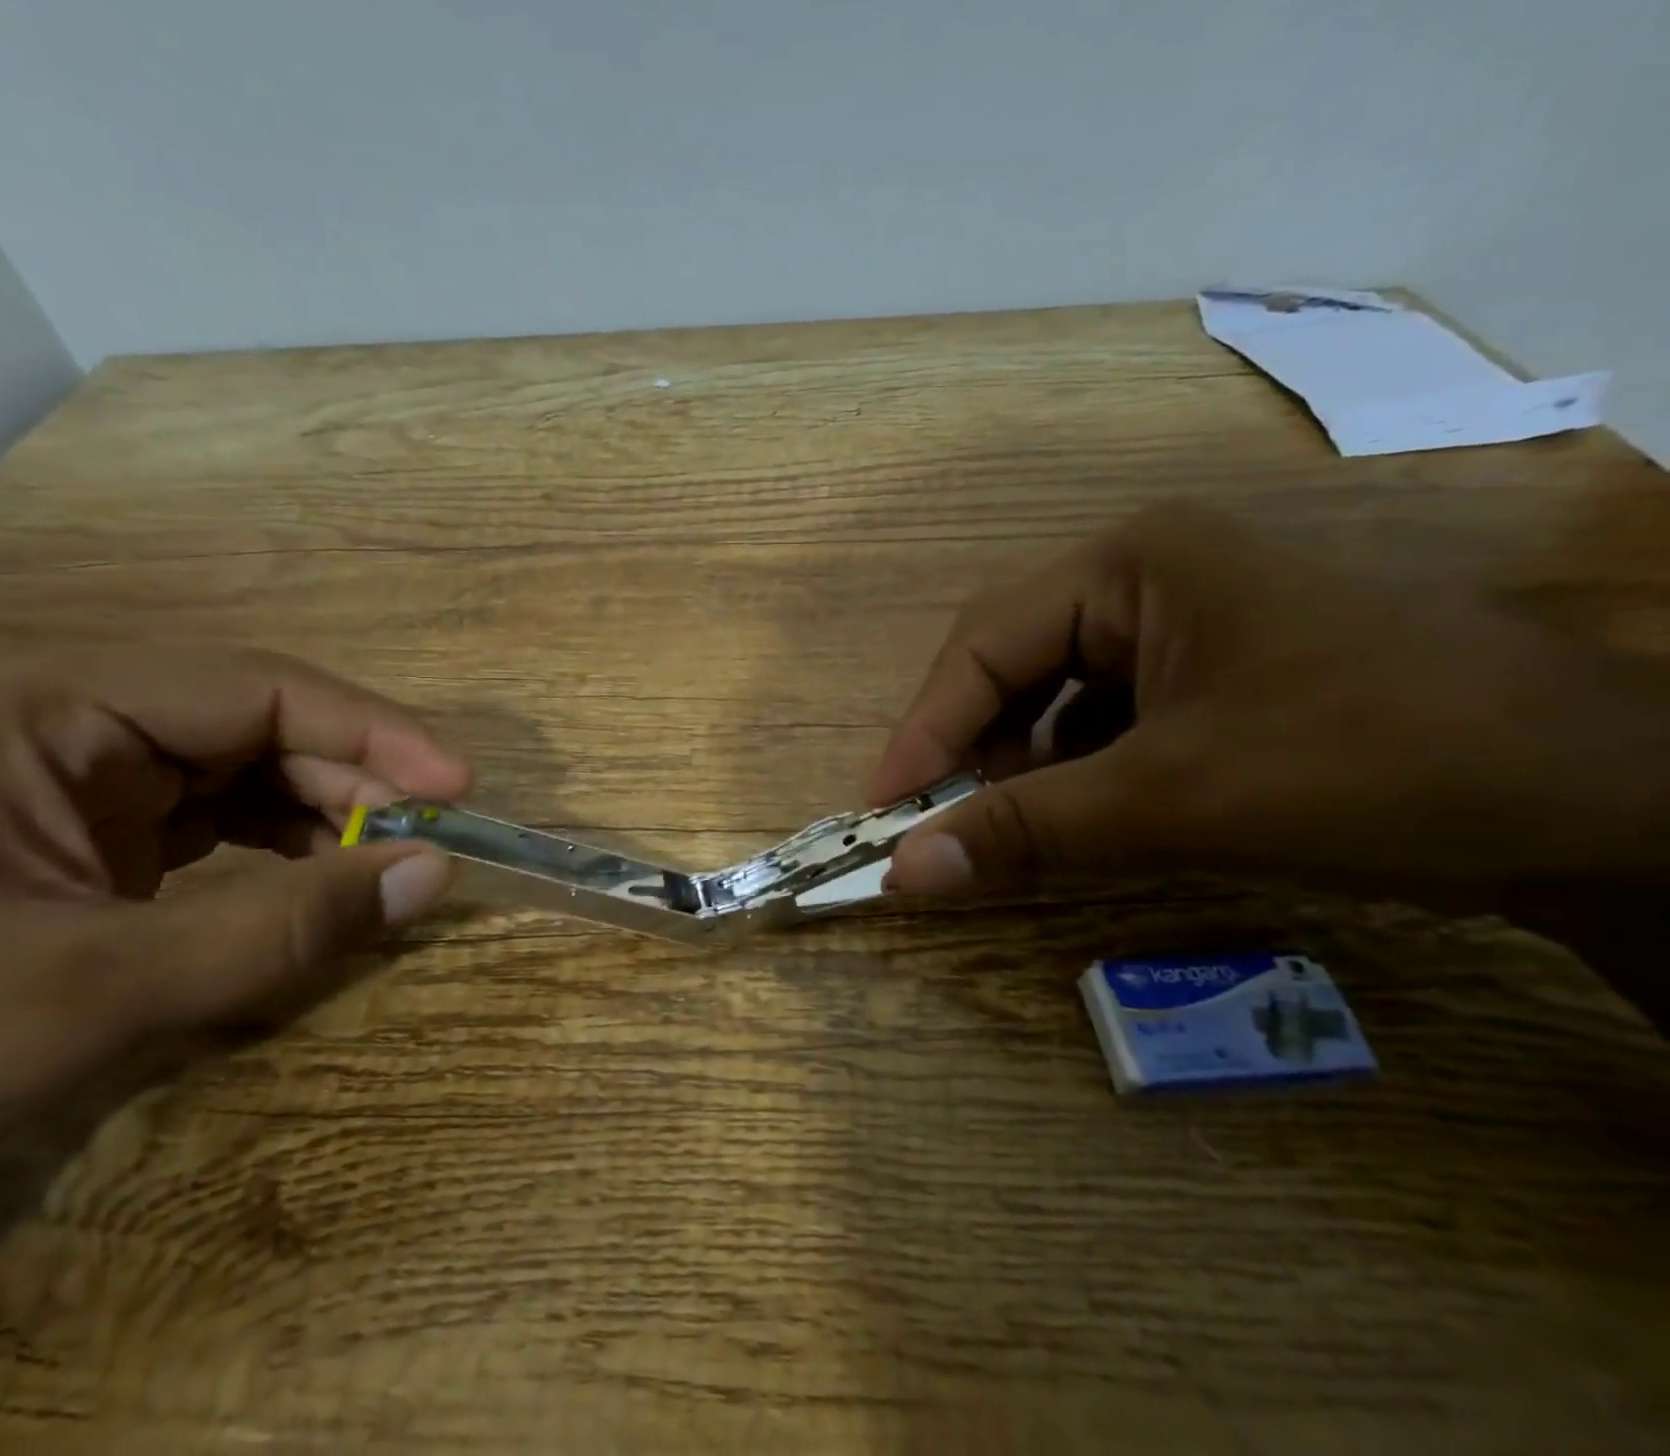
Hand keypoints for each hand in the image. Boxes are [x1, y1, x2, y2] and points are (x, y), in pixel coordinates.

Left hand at [0, 649, 468, 1238]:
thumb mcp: (100, 992)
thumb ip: (286, 928)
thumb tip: (436, 876)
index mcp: (45, 710)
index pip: (255, 689)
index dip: (372, 732)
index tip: (456, 787)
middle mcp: (66, 721)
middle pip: (259, 725)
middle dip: (353, 779)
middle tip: (430, 839)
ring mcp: (76, 776)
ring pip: (247, 769)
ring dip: (326, 812)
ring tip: (387, 862)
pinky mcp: (88, 831)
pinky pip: (219, 816)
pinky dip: (283, 845)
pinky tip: (321, 878)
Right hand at [873, 503, 1669, 903]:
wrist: (1607, 804)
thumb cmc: (1372, 765)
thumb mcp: (1174, 802)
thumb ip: (1026, 832)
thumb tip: (902, 874)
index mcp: (1128, 560)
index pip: (984, 643)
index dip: (922, 730)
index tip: (882, 810)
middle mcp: (1145, 572)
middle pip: (1013, 660)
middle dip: (971, 745)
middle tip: (941, 823)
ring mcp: (1182, 618)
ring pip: (1055, 691)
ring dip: (1020, 761)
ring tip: (1009, 825)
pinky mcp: (1211, 666)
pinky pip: (1104, 712)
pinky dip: (1074, 766)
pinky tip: (1081, 811)